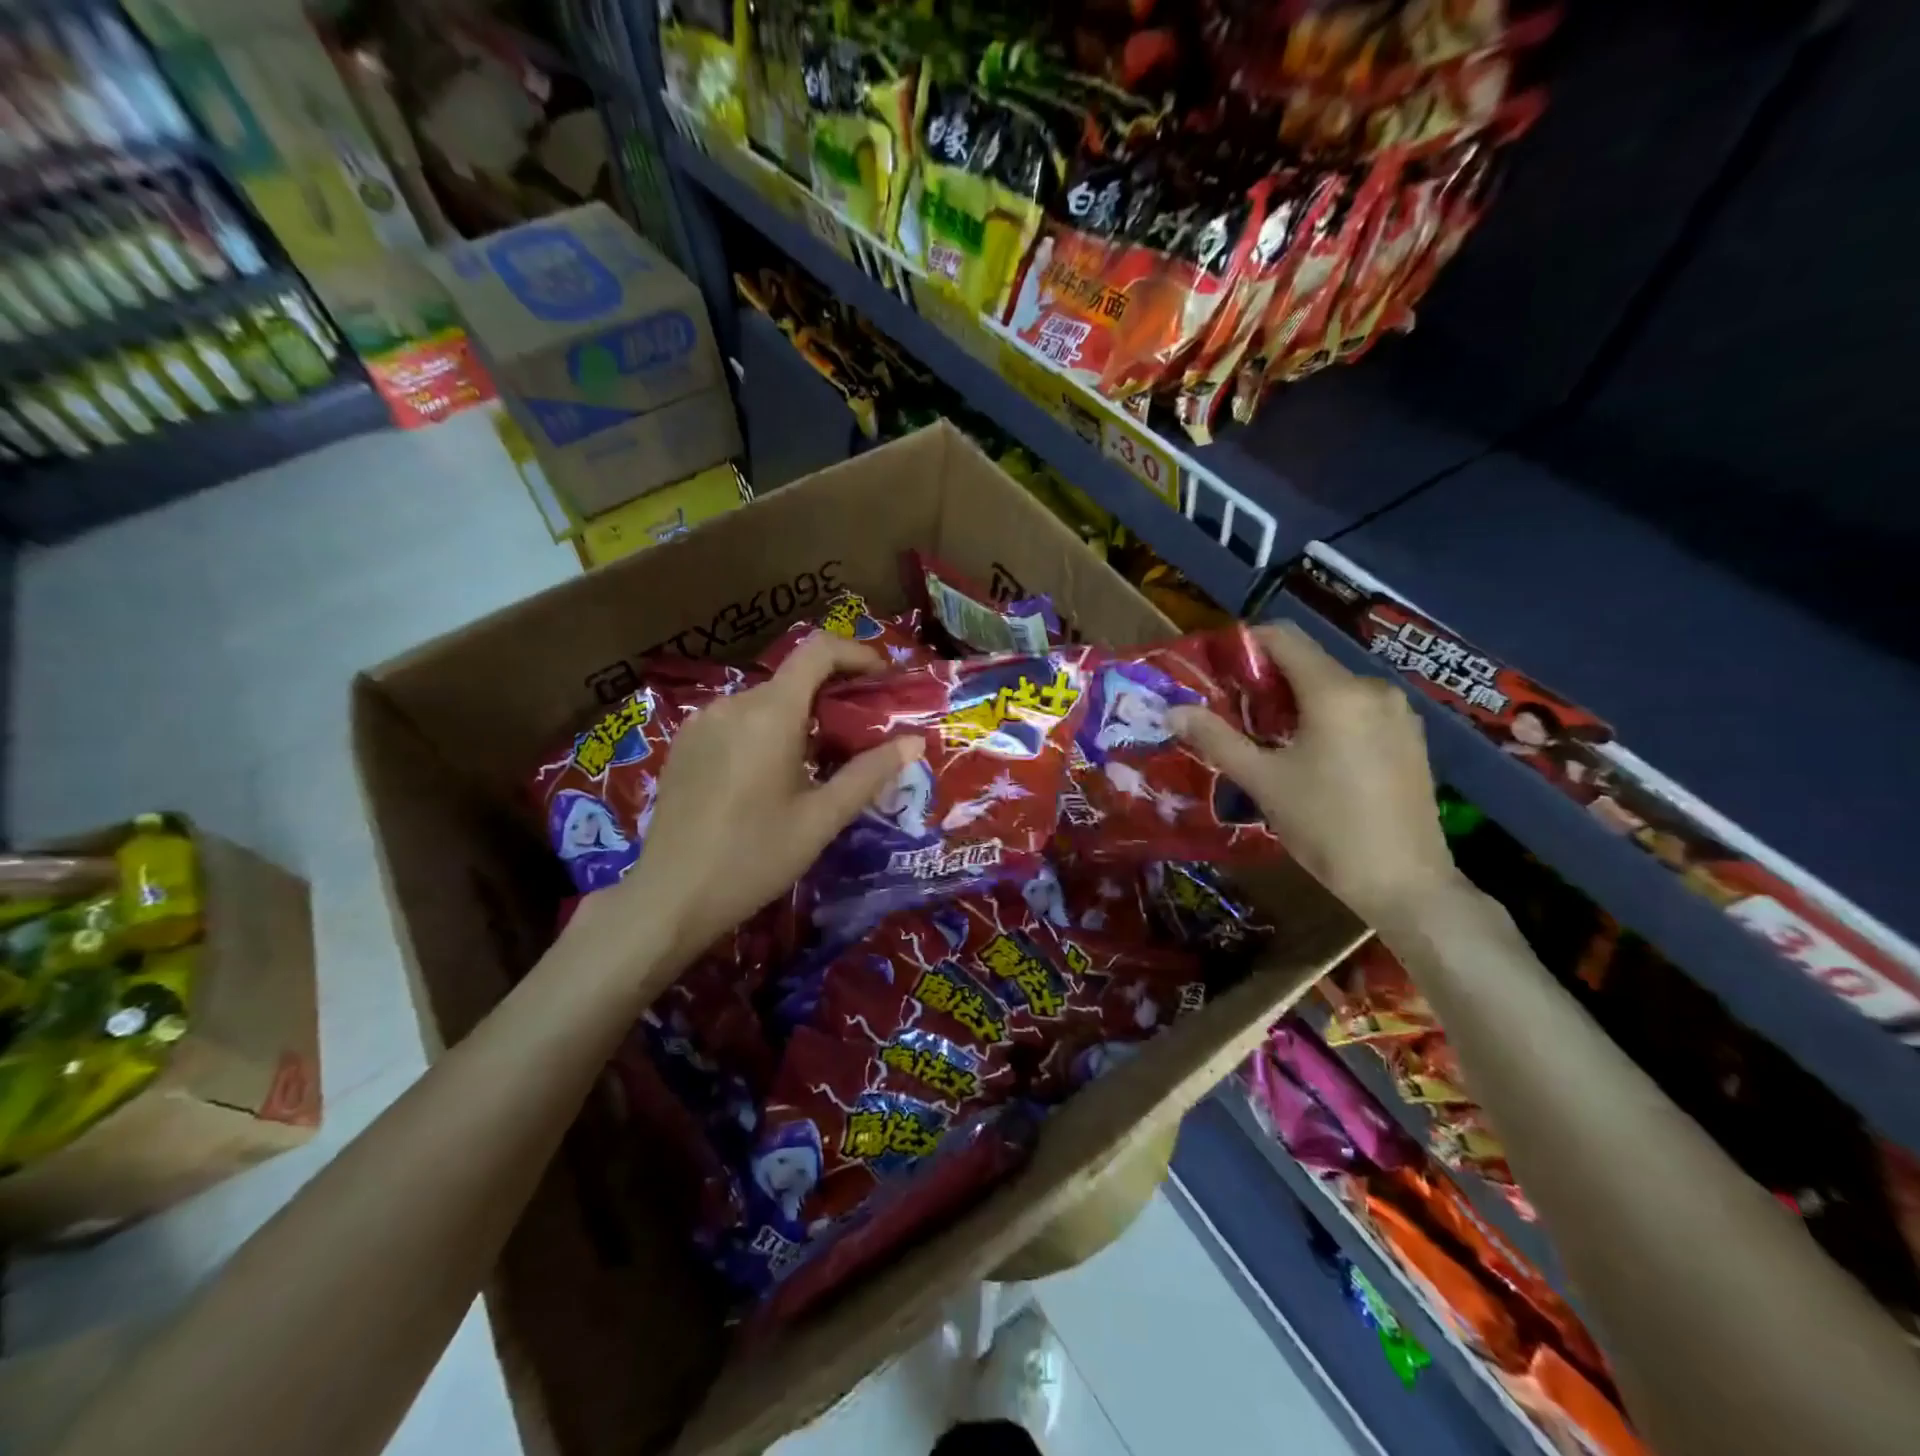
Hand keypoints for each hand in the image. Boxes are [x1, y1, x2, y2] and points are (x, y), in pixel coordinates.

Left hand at [605, 636, 922, 968]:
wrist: (671, 897)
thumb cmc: (754, 858)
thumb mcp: (821, 819)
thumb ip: (869, 773)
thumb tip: (914, 742)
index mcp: (770, 713)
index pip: (818, 651)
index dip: (856, 653)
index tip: (883, 677)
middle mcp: (733, 703)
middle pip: (793, 679)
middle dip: (833, 696)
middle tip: (861, 735)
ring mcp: (701, 722)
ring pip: (764, 703)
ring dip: (799, 718)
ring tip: (819, 762)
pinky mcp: (684, 745)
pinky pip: (736, 721)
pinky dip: (765, 731)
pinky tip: (771, 776)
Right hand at [1168, 621, 1457, 924]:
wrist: (1405, 883)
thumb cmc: (1326, 827)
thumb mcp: (1263, 782)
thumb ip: (1216, 739)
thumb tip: (1173, 711)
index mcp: (1336, 692)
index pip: (1283, 637)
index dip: (1244, 645)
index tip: (1215, 671)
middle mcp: (1373, 688)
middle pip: (1307, 663)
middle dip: (1265, 681)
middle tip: (1232, 714)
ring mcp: (1399, 713)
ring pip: (1333, 688)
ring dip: (1295, 702)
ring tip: (1267, 741)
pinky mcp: (1410, 738)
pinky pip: (1357, 710)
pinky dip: (1326, 719)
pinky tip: (1311, 757)